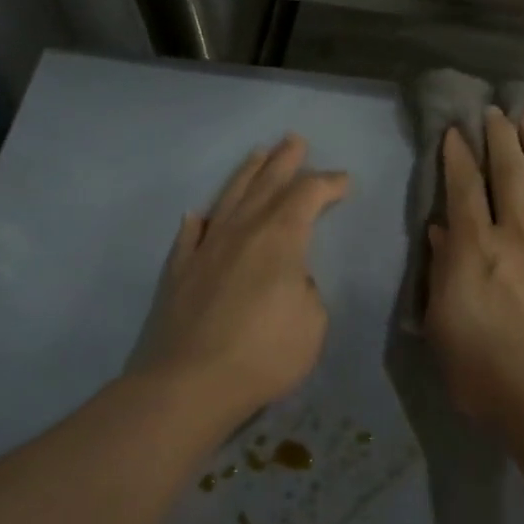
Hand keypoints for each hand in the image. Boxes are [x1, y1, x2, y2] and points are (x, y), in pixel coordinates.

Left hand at [138, 135, 349, 419]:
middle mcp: (242, 230)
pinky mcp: (179, 271)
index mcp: (280, 237)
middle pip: (267, 183)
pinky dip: (198, 222)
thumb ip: (307, 290)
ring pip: (229, 198)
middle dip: (285, 160)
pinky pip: (190, 236)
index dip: (329, 183)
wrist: (189, 384)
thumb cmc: (264, 354)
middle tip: (294, 139)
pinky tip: (198, 214)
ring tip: (257, 154)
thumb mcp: (312, 324)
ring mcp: (206, 247)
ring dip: (246, 174)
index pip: (309, 194)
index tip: (344, 181)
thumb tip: (291, 279)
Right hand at [423, 108, 523, 423]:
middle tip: (496, 111)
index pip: (464, 186)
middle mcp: (515, 233)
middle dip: (500, 137)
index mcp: (474, 246)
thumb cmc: (479, 364)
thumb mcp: (440, 318)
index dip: (458, 154)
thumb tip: (441, 228)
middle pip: (509, 172)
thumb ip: (442, 267)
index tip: (455, 130)